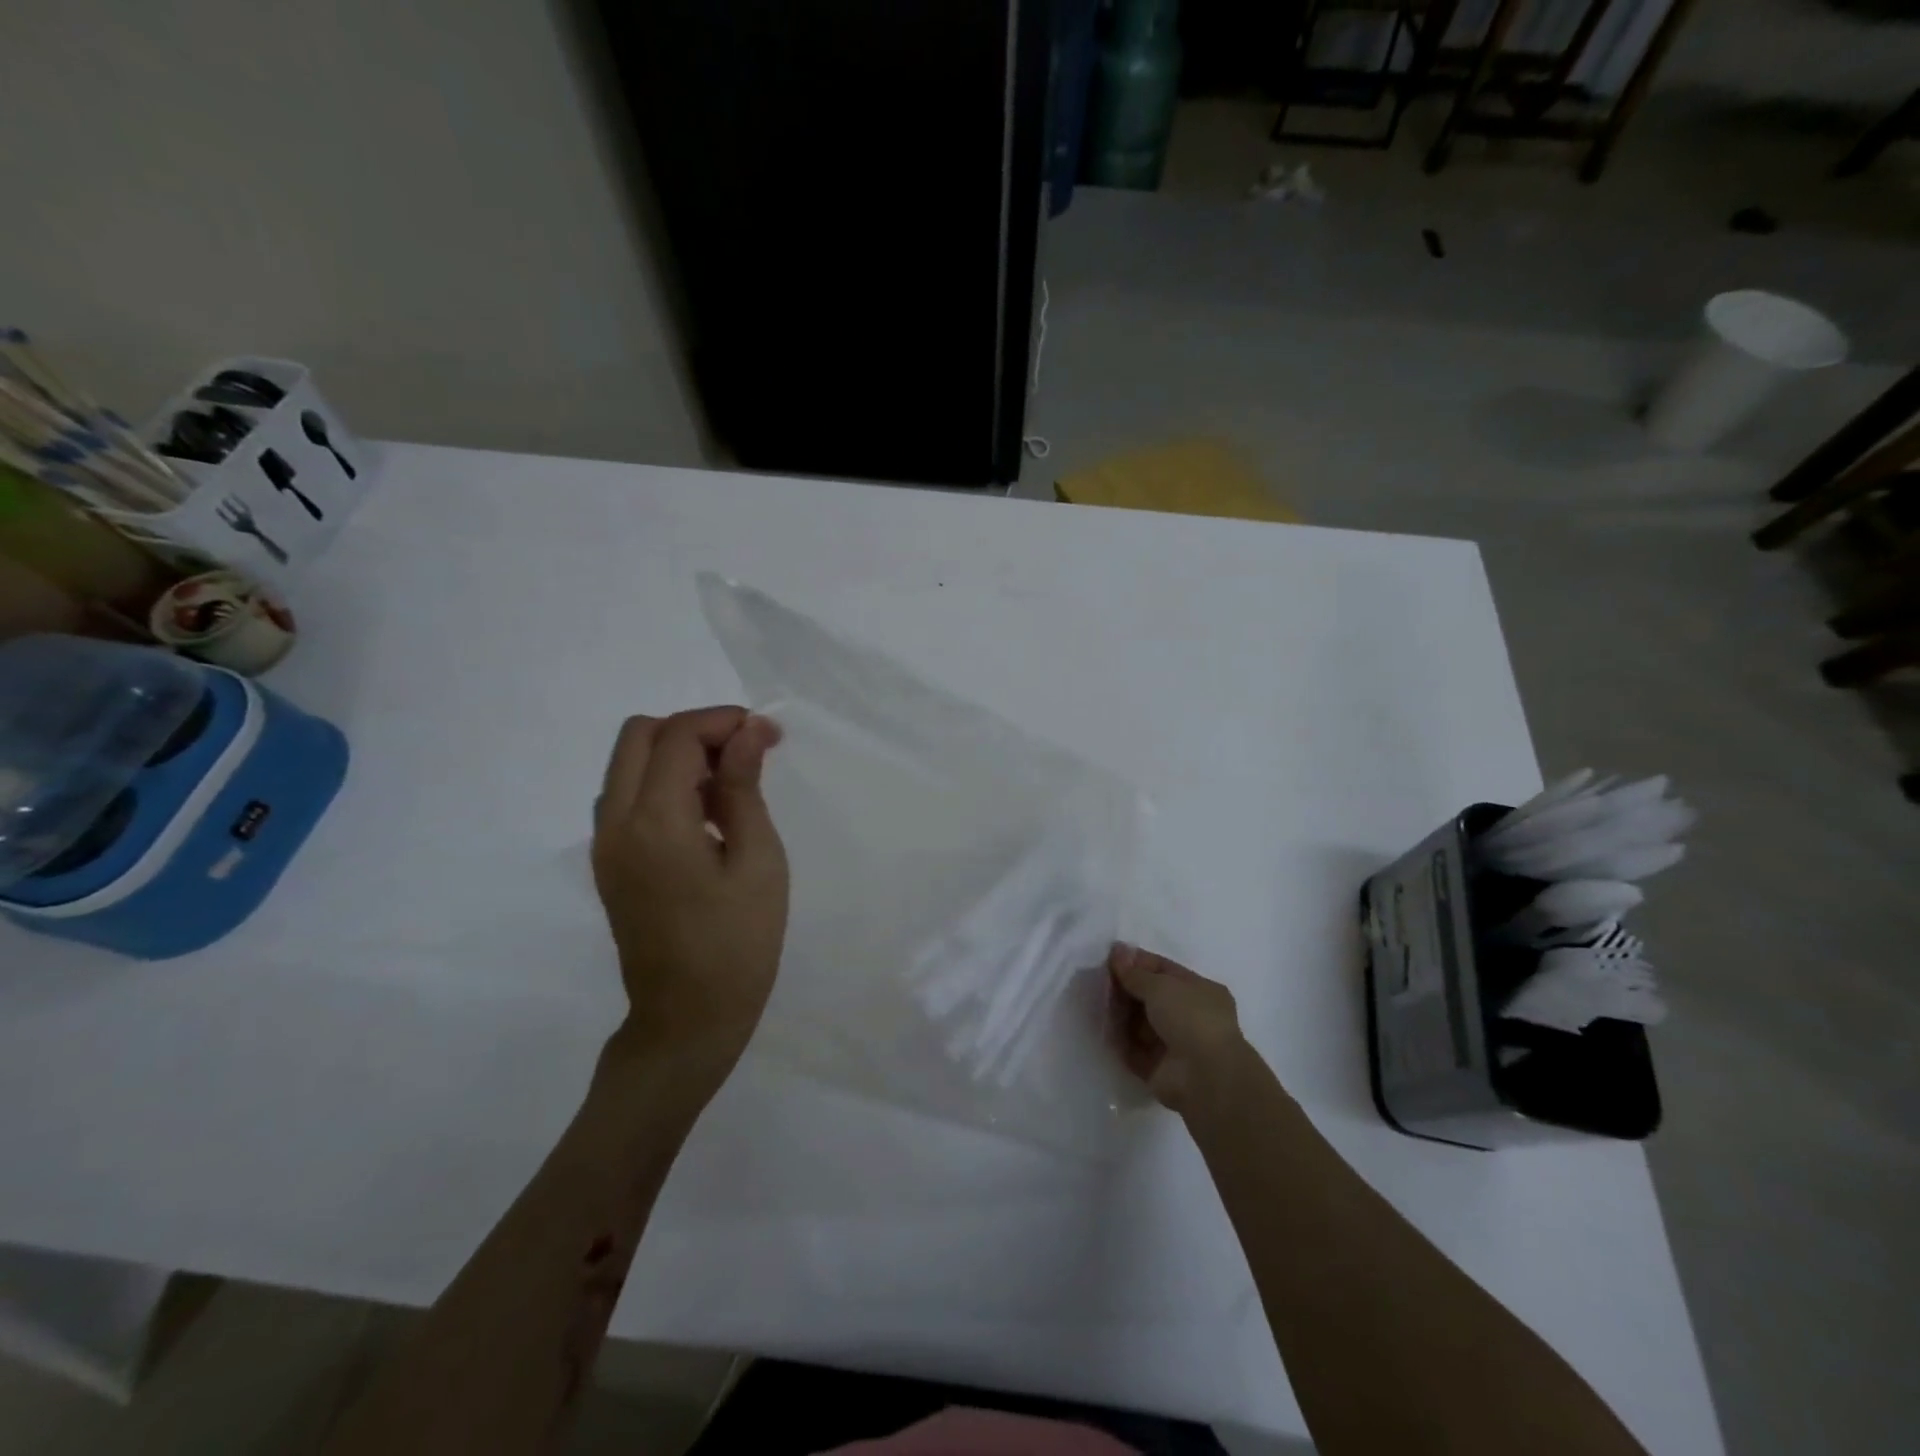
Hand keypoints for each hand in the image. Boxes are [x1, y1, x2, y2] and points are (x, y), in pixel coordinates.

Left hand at [592, 707, 787, 1093]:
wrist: (687, 1020)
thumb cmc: (738, 943)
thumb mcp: (758, 860)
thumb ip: (744, 787)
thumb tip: (749, 730)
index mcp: (655, 822)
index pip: (678, 736)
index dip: (724, 722)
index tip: (768, 736)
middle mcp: (615, 823)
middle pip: (639, 735)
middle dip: (695, 729)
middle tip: (745, 754)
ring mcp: (605, 844)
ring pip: (629, 763)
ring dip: (677, 754)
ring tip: (730, 786)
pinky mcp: (609, 862)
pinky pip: (627, 795)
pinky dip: (663, 783)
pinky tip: (705, 816)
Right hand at [1108, 944, 1251, 1116]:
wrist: (1205, 1077)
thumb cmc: (1190, 1018)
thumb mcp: (1161, 985)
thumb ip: (1135, 972)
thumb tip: (1117, 952)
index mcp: (1200, 991)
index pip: (1164, 970)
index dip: (1138, 962)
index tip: (1111, 957)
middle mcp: (1190, 1017)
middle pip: (1150, 997)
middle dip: (1126, 989)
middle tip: (1100, 981)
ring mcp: (1175, 1045)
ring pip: (1140, 1024)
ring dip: (1120, 1015)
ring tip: (1097, 1005)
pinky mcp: (1159, 1069)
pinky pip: (1134, 1050)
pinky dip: (1119, 1042)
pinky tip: (1102, 1031)